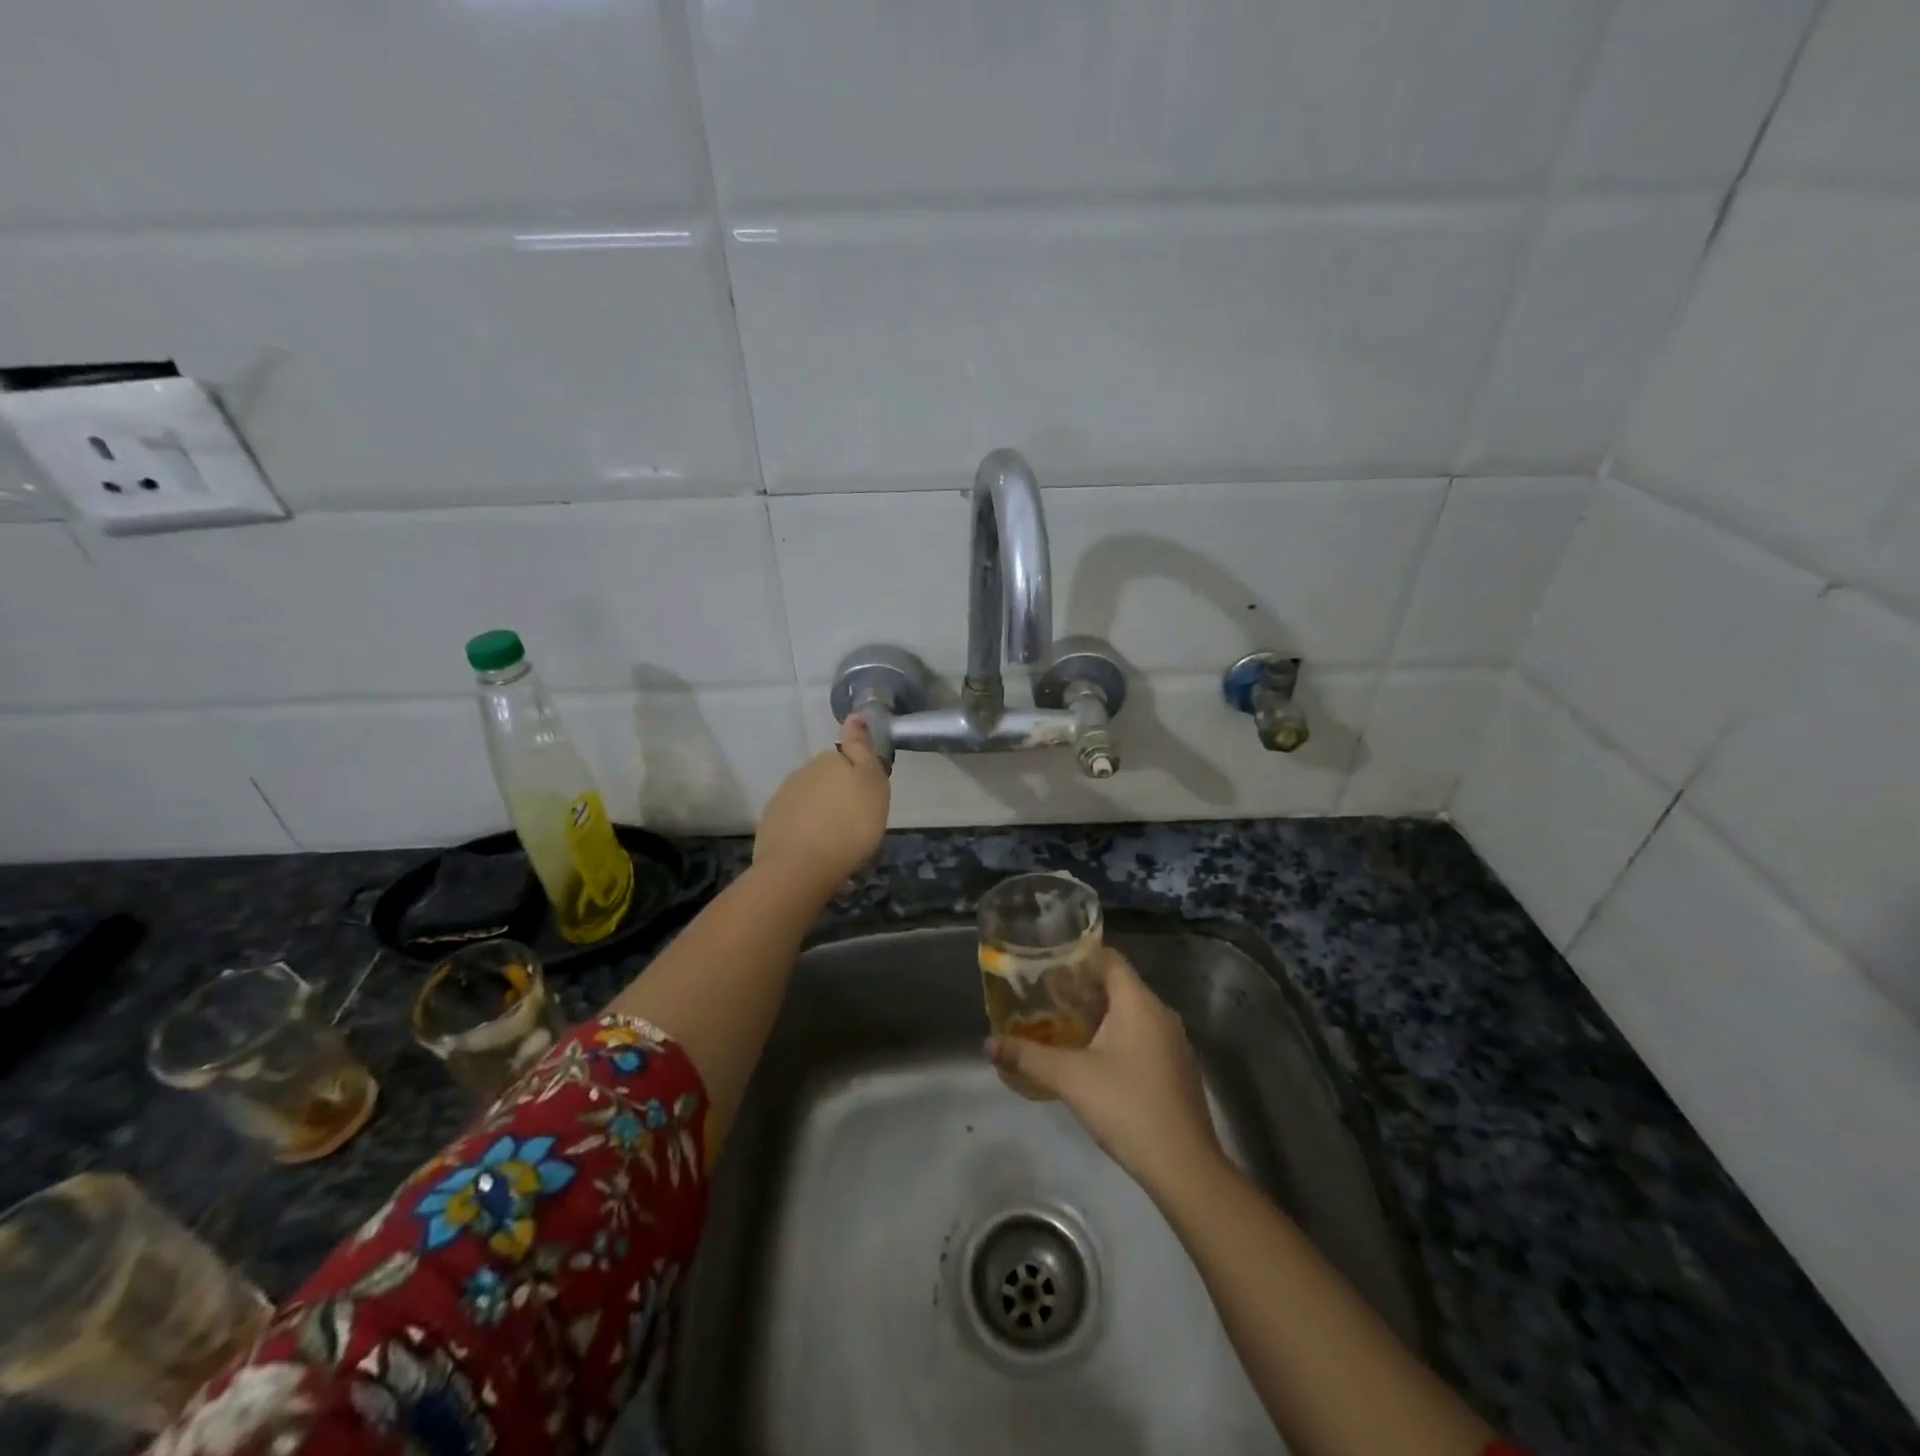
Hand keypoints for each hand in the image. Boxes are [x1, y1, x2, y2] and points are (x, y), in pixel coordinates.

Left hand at [753, 715, 890, 894]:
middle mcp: (802, 773)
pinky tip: (816, 853)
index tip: (867, 799)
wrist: (801, 867)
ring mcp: (783, 799)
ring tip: (838, 845)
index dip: (858, 776)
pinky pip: (795, 824)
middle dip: (839, 798)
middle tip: (856, 825)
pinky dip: (806, 834)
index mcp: (829, 761)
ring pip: (810, 802)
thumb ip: (862, 748)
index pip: (846, 757)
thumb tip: (855, 716)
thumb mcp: (872, 784)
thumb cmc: (850, 826)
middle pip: (827, 781)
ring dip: (823, 817)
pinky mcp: (771, 826)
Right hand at [988, 949, 1223, 1197]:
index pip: (1109, 958)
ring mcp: (1174, 1042)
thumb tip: (988, 1044)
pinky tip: (1095, 1059)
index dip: (1079, 957)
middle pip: (1119, 984)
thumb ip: (1028, 1056)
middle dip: (1083, 988)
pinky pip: (1144, 1036)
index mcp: (1139, 1002)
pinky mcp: (1178, 1068)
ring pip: (1132, 1012)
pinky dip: (1119, 1036)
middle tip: (1047, 998)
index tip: (1048, 966)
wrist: (1184, 1166)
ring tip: (1064, 1026)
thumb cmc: (1126, 1106)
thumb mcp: (1070, 1078)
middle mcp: (1161, 1013)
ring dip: (1100, 1014)